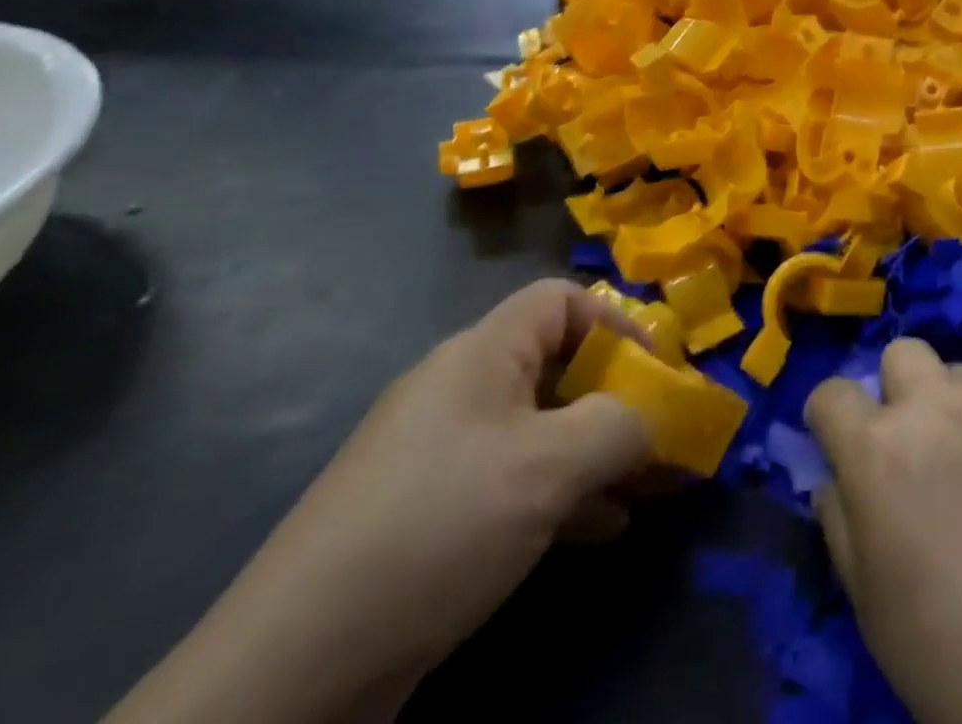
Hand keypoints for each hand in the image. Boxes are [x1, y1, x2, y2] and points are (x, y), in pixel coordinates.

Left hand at [105, 281, 652, 723]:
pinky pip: (514, 479)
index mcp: (481, 353)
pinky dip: (563, 492)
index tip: (658, 370)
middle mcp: (461, 389)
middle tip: (663, 434)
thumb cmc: (440, 525)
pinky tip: (601, 530)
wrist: (299, 662)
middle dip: (618, 397)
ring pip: (540, 428)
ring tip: (648, 486)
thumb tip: (649, 420)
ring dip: (597, 451)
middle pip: (556, 365)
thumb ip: (617, 426)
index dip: (616, 323)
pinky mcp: (432, 512)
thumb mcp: (547, 468)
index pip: (561, 300)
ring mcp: (443, 453)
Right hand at [805, 340, 961, 723]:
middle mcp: (936, 407)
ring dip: (959, 407)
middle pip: (902, 353)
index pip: (832, 393)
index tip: (841, 441)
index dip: (831, 418)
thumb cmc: (953, 655)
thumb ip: (840, 520)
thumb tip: (836, 480)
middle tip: (917, 442)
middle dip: (899, 389)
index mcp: (879, 448)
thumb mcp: (868, 602)